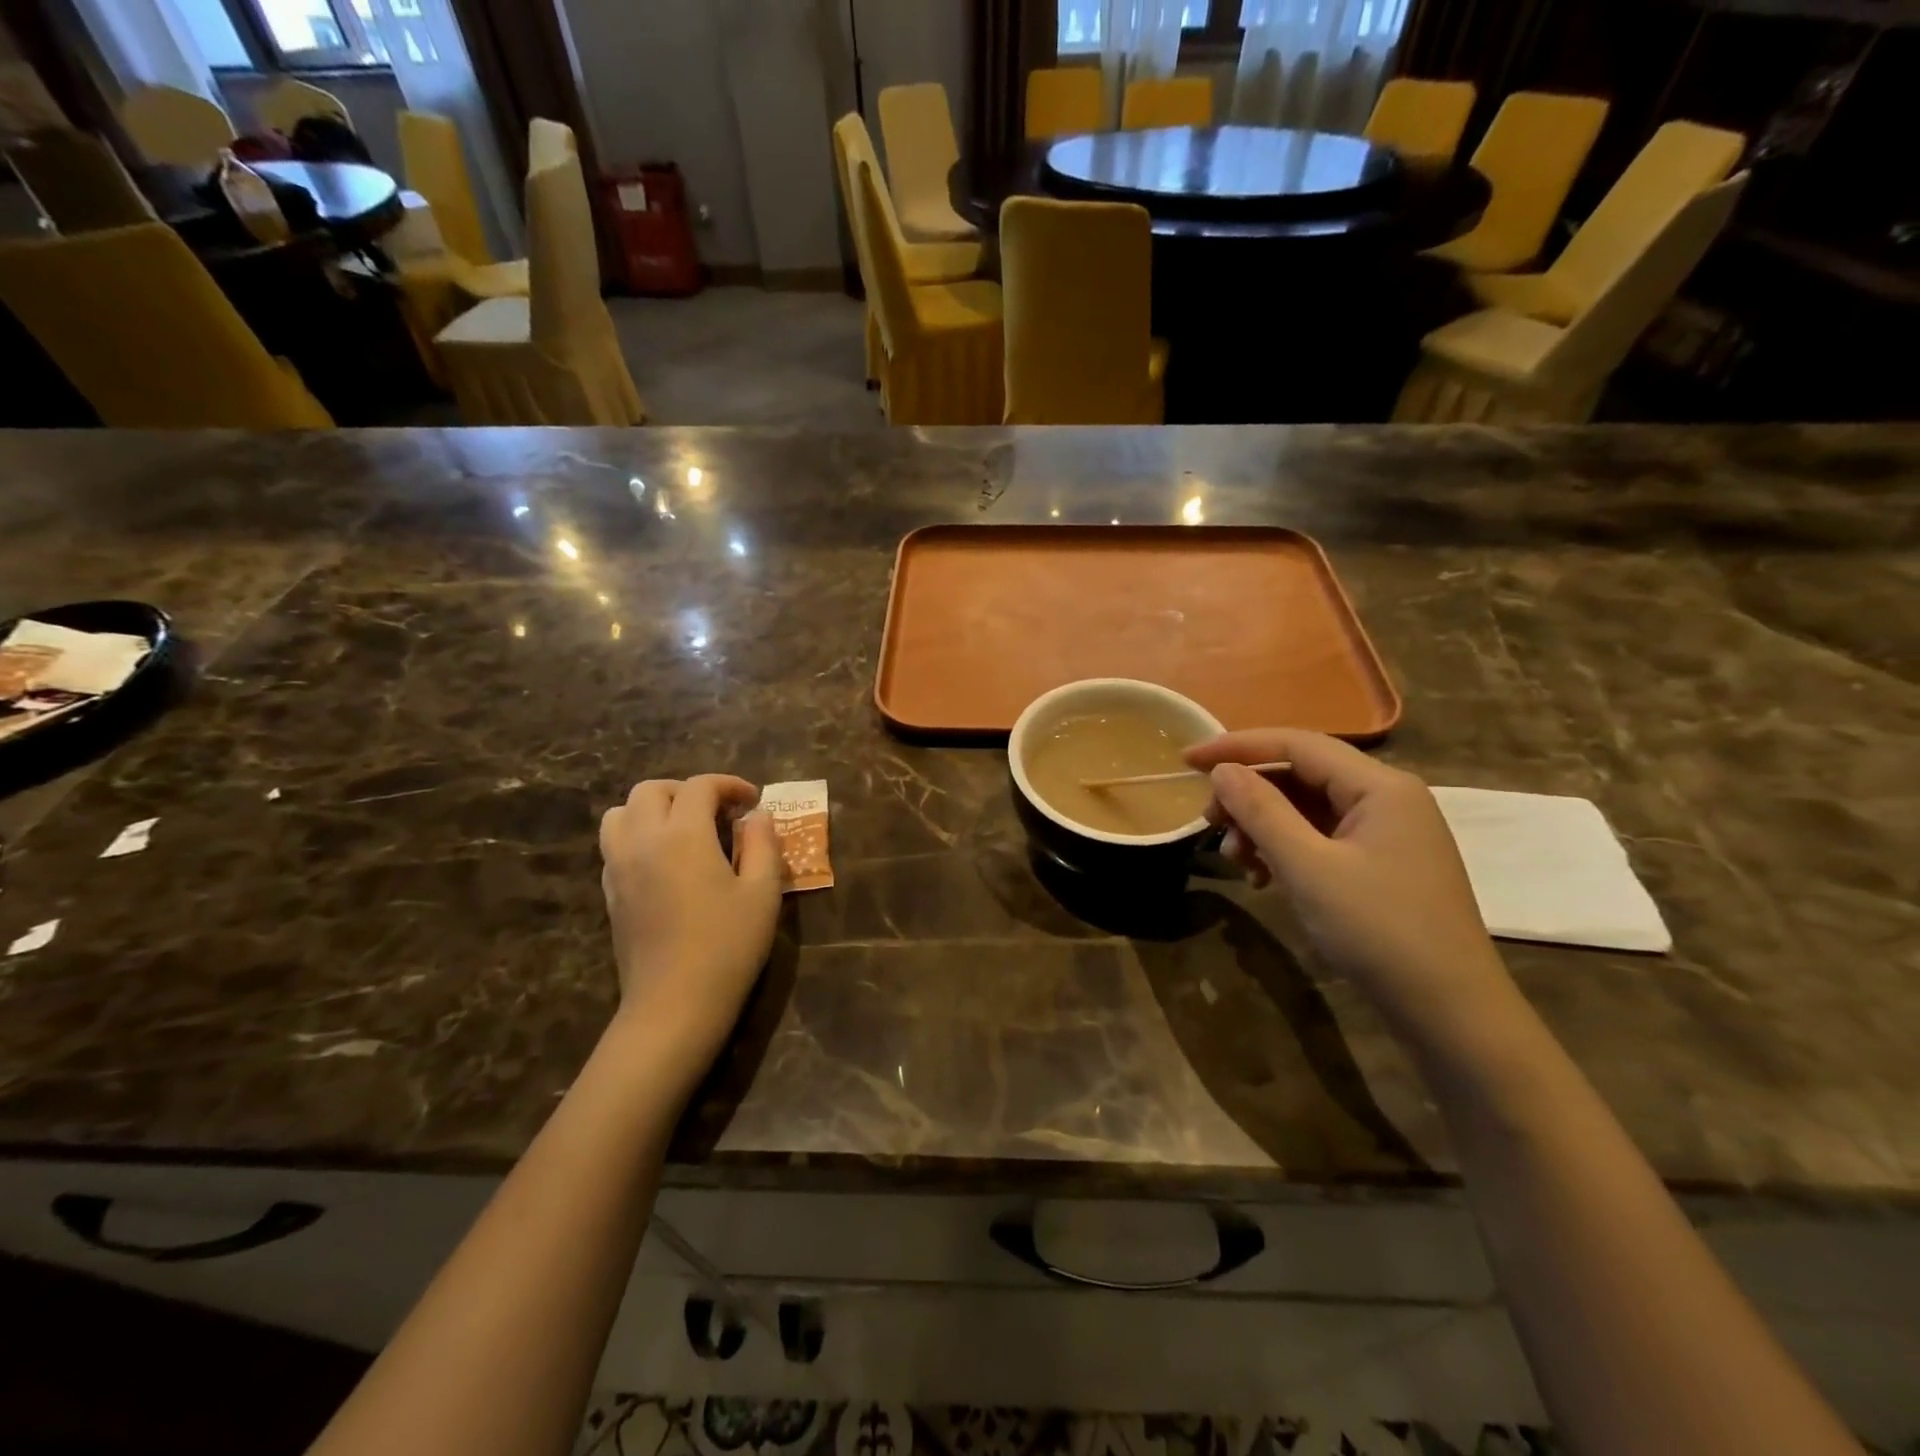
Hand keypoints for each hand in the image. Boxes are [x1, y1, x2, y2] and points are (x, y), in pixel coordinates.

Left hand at [599, 775, 781, 1075]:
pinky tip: (667, 861)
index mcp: (683, 835)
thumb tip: (757, 815)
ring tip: (685, 829)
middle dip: (687, 791)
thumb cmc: (728, 946)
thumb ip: (763, 843)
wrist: (674, 1005)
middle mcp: (643, 841)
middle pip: (651, 790)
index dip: (729, 785)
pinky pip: (615, 844)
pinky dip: (638, 835)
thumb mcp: (763, 892)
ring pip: (621, 813)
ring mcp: (619, 867)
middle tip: (719, 812)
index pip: (700, 787)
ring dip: (654, 808)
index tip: (753, 801)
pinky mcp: (610, 893)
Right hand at [1184, 729, 1515, 1051]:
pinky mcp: (1381, 864)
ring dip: (1263, 827)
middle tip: (1209, 825)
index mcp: (1380, 786)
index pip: (1297, 744)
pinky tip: (1264, 878)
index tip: (1186, 760)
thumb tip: (1222, 770)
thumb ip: (1261, 811)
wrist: (1450, 1013)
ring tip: (1238, 861)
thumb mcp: (1307, 868)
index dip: (1237, 747)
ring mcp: (1387, 833)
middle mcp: (1387, 798)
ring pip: (1307, 809)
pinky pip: (1321, 838)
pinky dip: (1286, 850)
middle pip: (1301, 775)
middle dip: (1249, 796)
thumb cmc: (1378, 931)